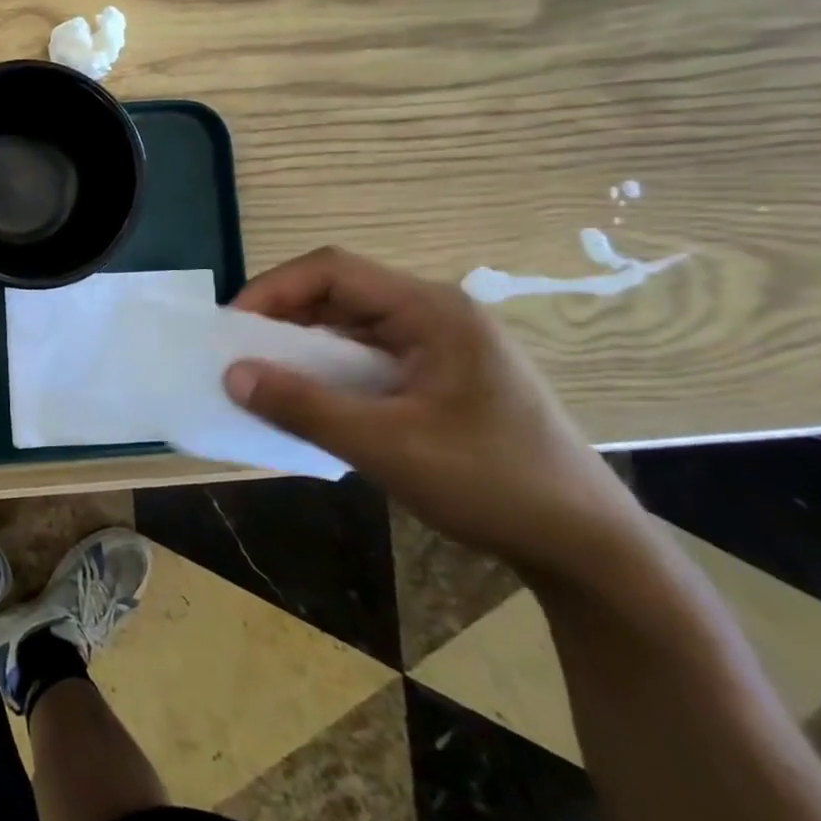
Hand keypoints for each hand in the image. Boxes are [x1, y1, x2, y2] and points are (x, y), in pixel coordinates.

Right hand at [222, 247, 646, 582]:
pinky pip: (368, 355)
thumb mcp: (387, 447)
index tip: (234, 328)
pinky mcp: (441, 375)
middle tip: (241, 354)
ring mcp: (441, 344)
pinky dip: (330, 370)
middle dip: (283, 317)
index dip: (274, 289)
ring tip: (265, 376)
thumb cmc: (494, 485)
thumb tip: (231, 374)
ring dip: (304, 345)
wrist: (589, 550)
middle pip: (339, 293)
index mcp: (432, 310)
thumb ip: (304, 407)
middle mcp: (436, 314)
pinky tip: (311, 399)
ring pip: (351, 325)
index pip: (332, 270)